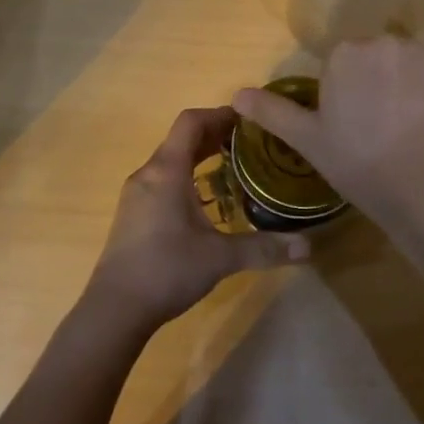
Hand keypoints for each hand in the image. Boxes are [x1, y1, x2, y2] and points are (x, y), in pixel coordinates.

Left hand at [85, 106, 311, 331]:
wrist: (114, 309)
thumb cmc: (166, 270)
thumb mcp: (220, 258)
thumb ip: (264, 248)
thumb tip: (309, 246)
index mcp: (167, 170)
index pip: (191, 122)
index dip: (219, 114)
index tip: (249, 119)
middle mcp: (148, 174)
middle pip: (181, 139)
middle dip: (215, 135)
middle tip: (251, 143)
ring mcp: (137, 194)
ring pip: (171, 160)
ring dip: (200, 157)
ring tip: (234, 168)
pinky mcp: (133, 214)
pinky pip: (163, 180)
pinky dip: (187, 177)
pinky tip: (207, 203)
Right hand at [233, 38, 423, 235]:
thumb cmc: (360, 164)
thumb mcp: (309, 141)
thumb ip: (273, 112)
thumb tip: (236, 94)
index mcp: (347, 54)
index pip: (347, 64)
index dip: (351, 94)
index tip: (356, 125)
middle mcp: (388, 42)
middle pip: (383, 60)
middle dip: (383, 84)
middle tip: (385, 129)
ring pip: (417, 67)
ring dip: (416, 89)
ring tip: (416, 132)